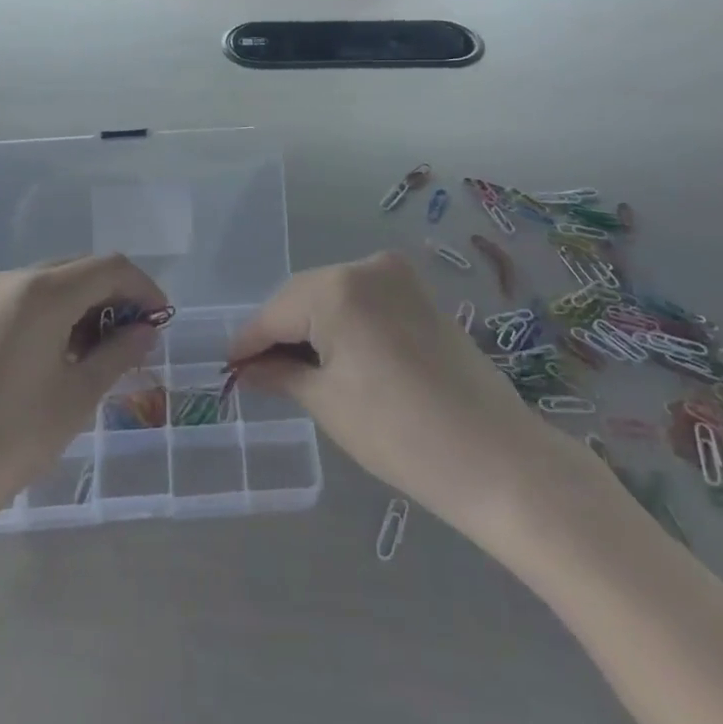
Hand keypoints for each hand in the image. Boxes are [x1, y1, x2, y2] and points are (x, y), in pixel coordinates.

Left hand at [0, 256, 167, 539]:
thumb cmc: (12, 438)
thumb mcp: (77, 396)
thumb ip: (119, 352)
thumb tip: (147, 330)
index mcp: (40, 292)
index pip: (108, 267)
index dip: (142, 287)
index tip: (161, 320)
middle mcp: (10, 278)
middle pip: (79, 268)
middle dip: (114, 295)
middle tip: (135, 337)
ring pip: (52, 281)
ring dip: (84, 303)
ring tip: (101, 348)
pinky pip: (26, 297)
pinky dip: (54, 311)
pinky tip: (64, 348)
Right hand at [229, 252, 578, 539]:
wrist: (495, 458)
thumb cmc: (398, 433)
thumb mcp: (327, 402)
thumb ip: (281, 373)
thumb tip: (247, 368)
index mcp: (337, 286)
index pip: (275, 312)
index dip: (249, 342)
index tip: (227, 366)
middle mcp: (366, 265)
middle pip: (304, 297)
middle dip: (281, 332)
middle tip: (258, 372)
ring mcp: (398, 276)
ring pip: (334, 296)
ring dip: (312, 327)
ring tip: (295, 369)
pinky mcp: (420, 294)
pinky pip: (364, 301)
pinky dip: (344, 323)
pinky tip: (335, 356)